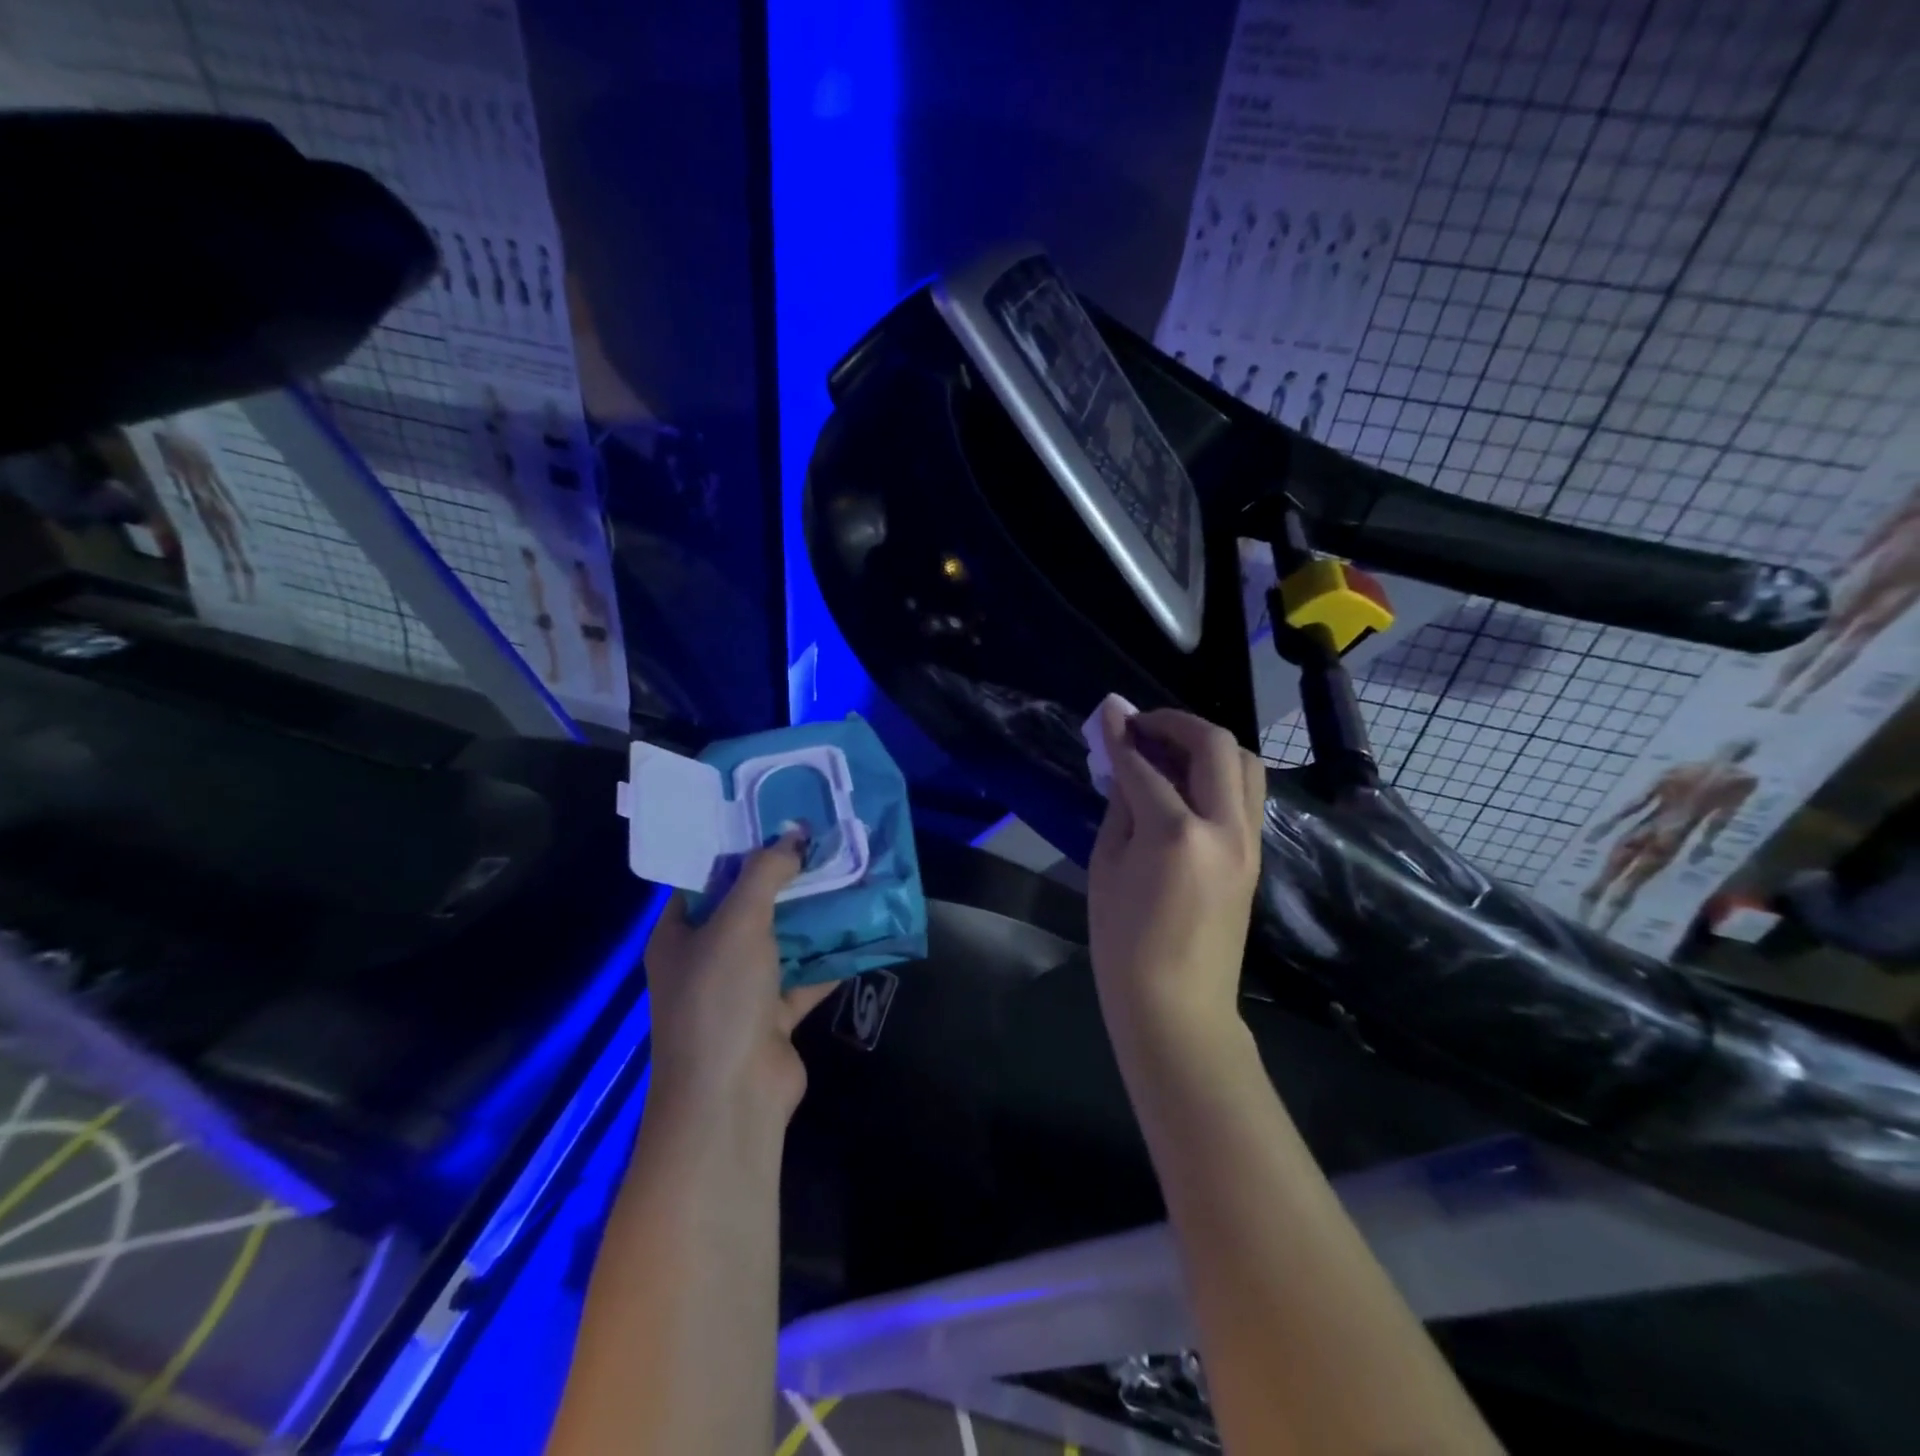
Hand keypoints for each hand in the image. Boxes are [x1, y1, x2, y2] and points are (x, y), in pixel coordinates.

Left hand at [644, 833, 837, 1126]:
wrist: (732, 1096)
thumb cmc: (719, 997)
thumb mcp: (738, 922)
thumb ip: (766, 874)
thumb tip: (794, 837)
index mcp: (679, 935)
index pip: (703, 879)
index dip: (735, 849)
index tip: (773, 820)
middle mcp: (706, 960)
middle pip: (747, 908)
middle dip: (783, 880)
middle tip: (821, 844)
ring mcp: (740, 992)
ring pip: (780, 942)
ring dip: (810, 917)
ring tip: (846, 877)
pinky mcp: (773, 1017)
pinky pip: (805, 977)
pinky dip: (829, 958)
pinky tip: (860, 930)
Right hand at [1088, 702, 1266, 1056]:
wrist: (1178, 1007)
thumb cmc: (1125, 943)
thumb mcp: (1106, 867)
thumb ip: (1120, 806)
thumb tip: (1124, 764)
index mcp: (1177, 833)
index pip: (1146, 766)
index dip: (1122, 735)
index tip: (1109, 711)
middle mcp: (1224, 827)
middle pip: (1215, 746)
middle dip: (1176, 724)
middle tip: (1143, 725)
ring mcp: (1249, 841)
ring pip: (1244, 764)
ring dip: (1207, 744)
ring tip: (1169, 751)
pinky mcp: (1255, 855)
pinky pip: (1245, 794)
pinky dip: (1218, 774)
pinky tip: (1186, 784)